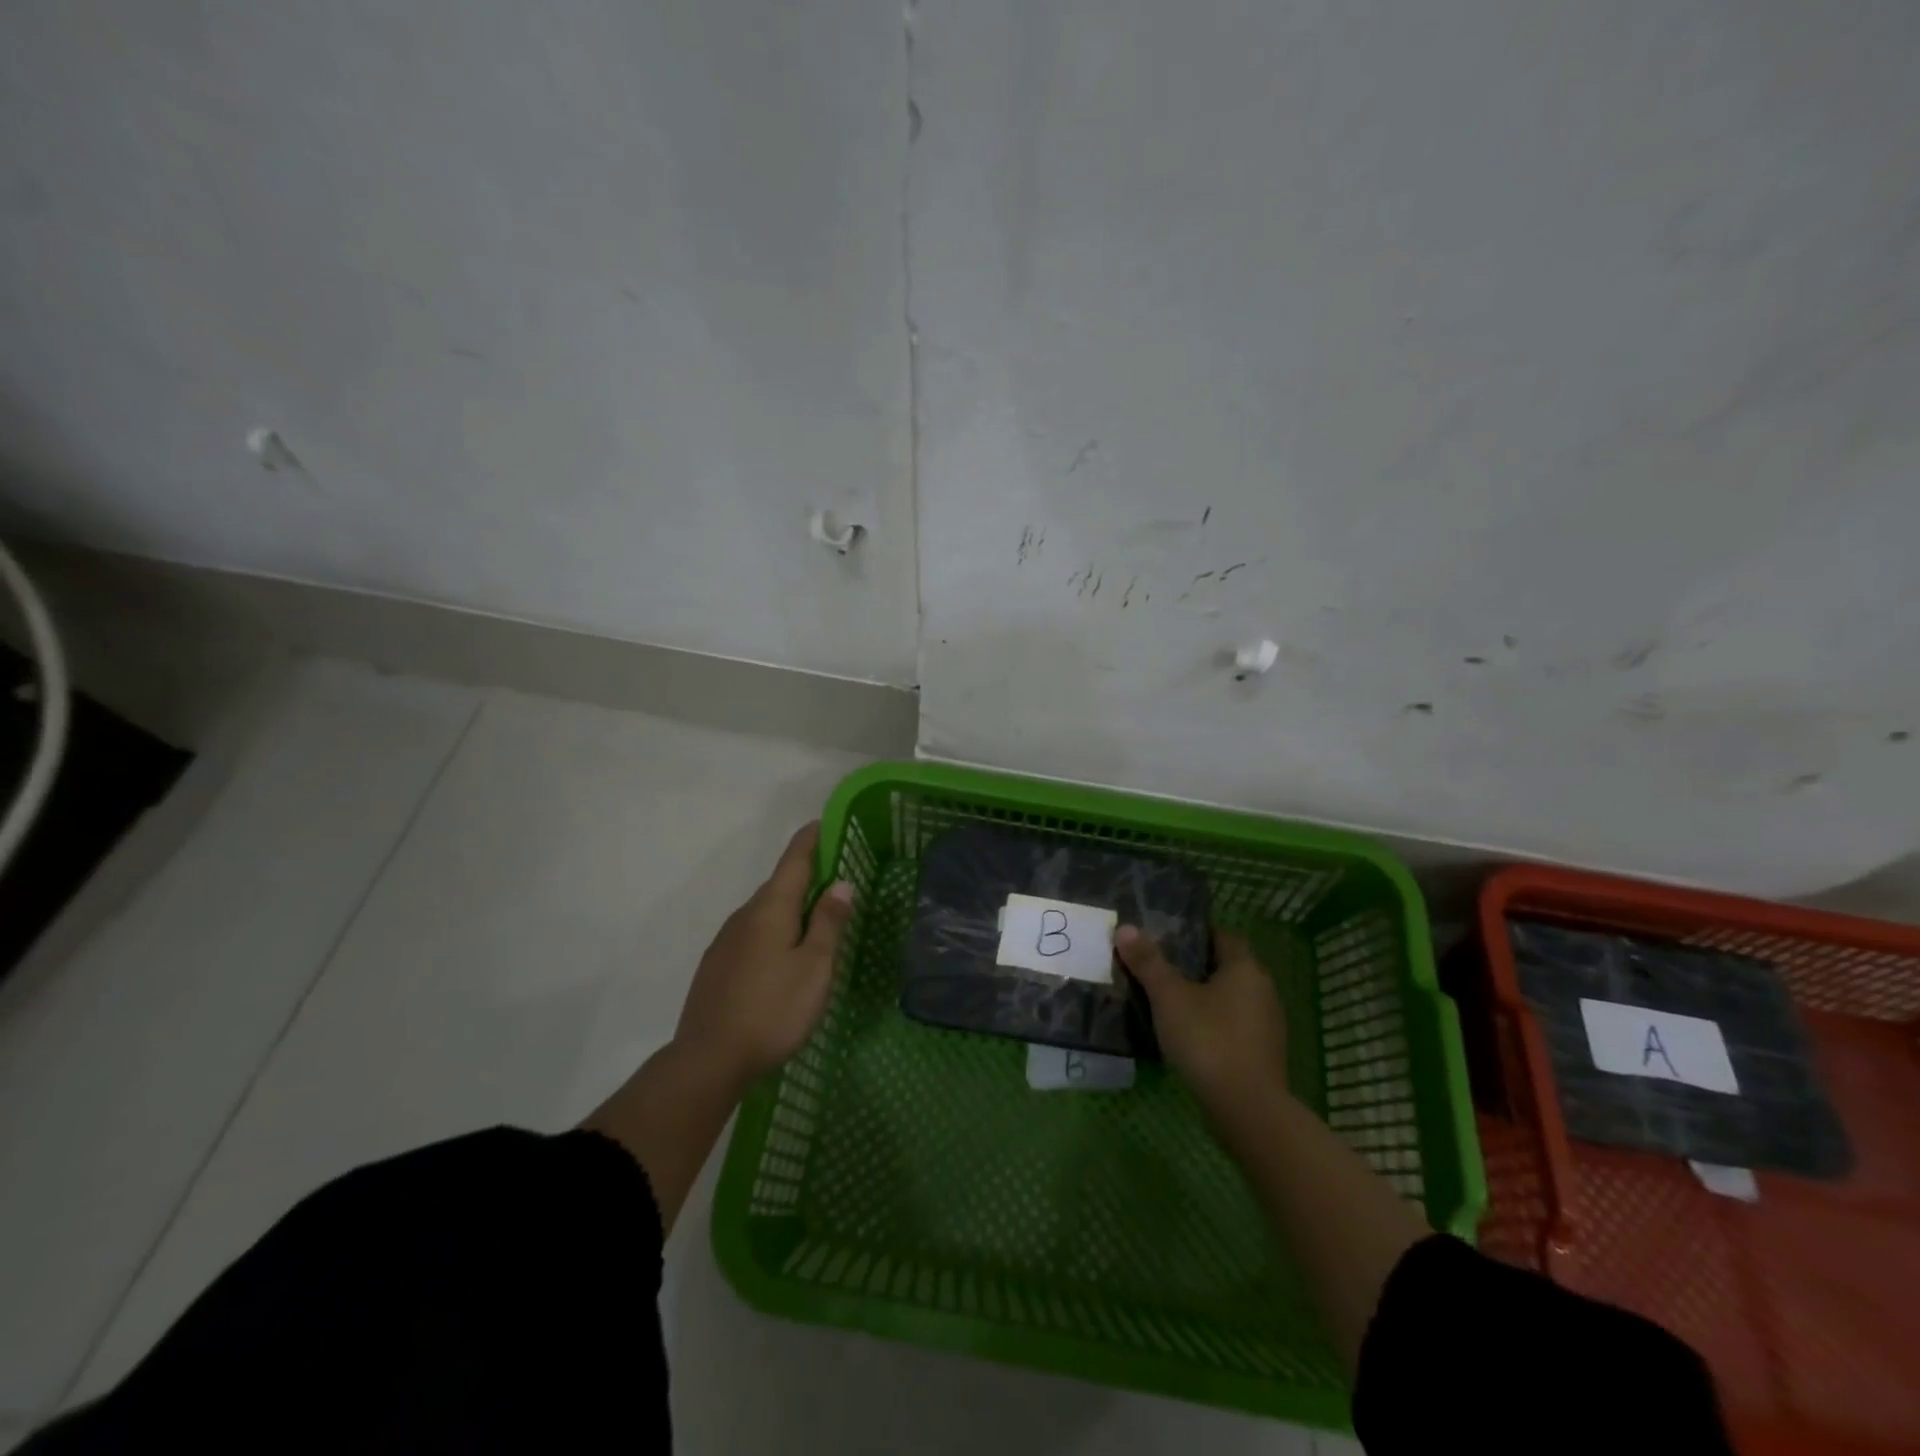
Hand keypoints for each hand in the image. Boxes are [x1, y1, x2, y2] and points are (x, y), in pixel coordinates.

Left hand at [673, 822, 853, 1090]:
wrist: (708, 1059)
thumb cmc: (773, 1010)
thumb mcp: (815, 968)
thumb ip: (829, 923)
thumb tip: (841, 883)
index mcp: (770, 909)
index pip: (794, 861)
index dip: (810, 840)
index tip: (824, 822)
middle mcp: (745, 916)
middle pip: (779, 885)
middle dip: (805, 876)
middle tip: (835, 876)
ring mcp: (726, 941)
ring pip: (765, 912)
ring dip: (790, 906)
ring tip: (816, 918)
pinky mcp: (717, 965)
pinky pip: (752, 933)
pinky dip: (774, 930)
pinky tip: (784, 954)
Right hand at [1116, 925, 1288, 1115]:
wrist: (1247, 1110)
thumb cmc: (1208, 1040)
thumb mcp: (1169, 997)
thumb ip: (1148, 962)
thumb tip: (1125, 928)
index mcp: (1245, 968)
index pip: (1222, 935)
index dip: (1195, 932)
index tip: (1166, 935)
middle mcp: (1263, 990)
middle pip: (1226, 966)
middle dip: (1194, 964)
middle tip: (1158, 965)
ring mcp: (1266, 1025)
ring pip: (1230, 997)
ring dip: (1203, 996)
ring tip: (1166, 999)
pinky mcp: (1262, 1054)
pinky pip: (1233, 1025)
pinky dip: (1212, 1022)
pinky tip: (1186, 1033)